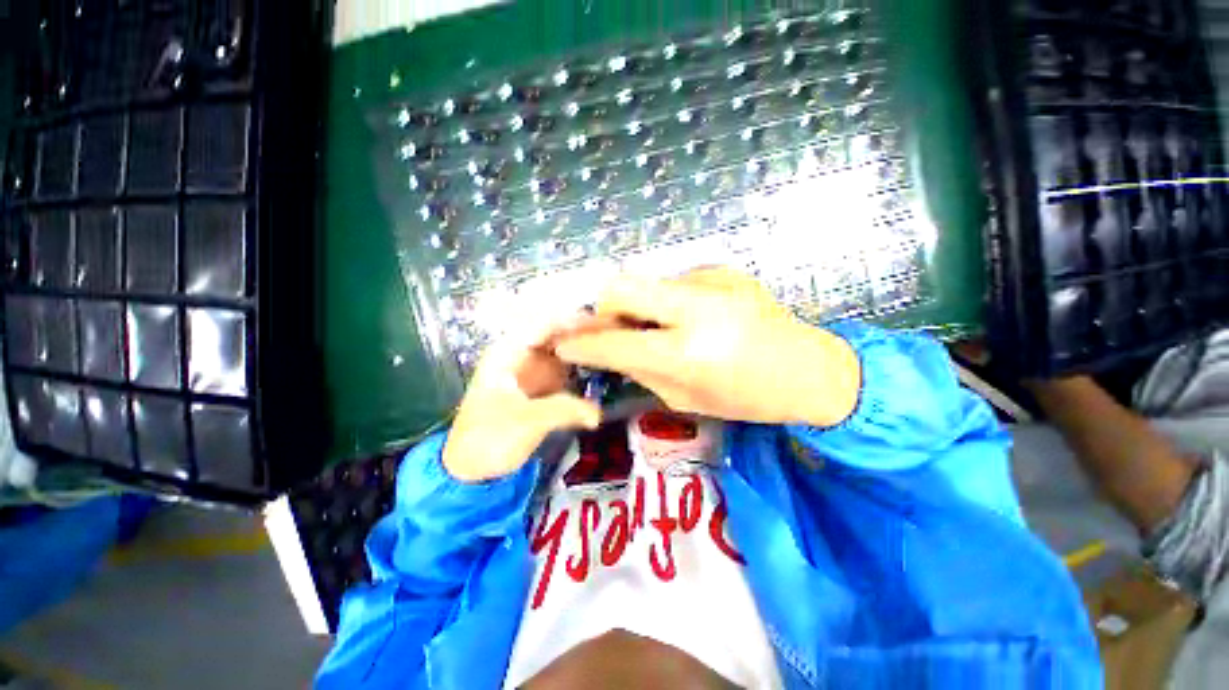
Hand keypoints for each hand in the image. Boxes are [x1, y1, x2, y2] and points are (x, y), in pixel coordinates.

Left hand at [443, 320, 602, 482]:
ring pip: (566, 349)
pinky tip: (605, 364)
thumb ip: (562, 410)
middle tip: (618, 333)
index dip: (574, 320)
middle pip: (559, 334)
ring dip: (588, 346)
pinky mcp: (544, 385)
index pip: (545, 324)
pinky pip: (569, 368)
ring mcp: (535, 369)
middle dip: (586, 331)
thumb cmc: (488, 439)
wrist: (473, 467)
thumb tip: (598, 413)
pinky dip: (585, 365)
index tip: (604, 322)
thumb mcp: (524, 422)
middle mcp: (523, 354)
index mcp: (509, 352)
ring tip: (617, 344)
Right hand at [555, 268, 860, 426]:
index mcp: (687, 353)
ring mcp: (712, 282)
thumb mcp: (687, 398)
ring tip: (650, 325)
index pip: (614, 342)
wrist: (811, 369)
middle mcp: (695, 309)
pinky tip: (686, 317)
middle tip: (607, 326)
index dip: (581, 343)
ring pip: (647, 280)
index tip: (564, 343)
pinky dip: (666, 299)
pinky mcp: (724, 270)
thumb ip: (641, 370)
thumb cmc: (749, 398)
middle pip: (621, 286)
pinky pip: (675, 281)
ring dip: (636, 303)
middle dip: (602, 307)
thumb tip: (607, 350)